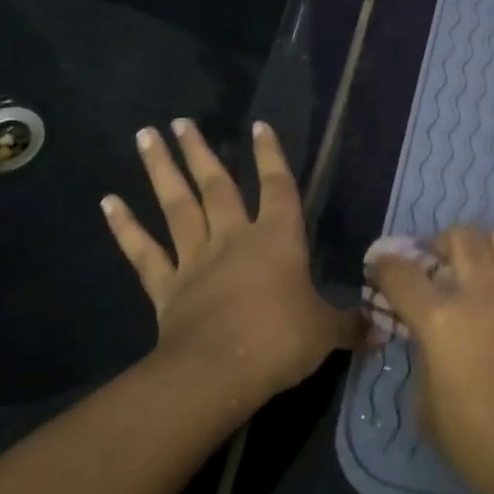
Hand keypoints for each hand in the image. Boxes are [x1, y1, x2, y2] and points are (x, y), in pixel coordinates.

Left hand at [102, 119, 361, 400]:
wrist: (220, 371)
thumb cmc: (280, 341)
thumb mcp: (326, 333)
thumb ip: (352, 325)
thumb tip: (384, 328)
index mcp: (277, 240)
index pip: (278, 188)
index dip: (271, 156)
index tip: (258, 126)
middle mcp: (233, 239)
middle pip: (216, 186)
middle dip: (200, 152)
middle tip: (181, 122)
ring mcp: (195, 260)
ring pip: (176, 206)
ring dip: (161, 170)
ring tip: (145, 136)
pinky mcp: (166, 286)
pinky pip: (143, 251)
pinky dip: (125, 227)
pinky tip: (108, 201)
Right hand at [369, 226, 493, 493]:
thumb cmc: (482, 446)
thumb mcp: (428, 411)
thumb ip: (424, 363)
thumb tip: (430, 342)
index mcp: (442, 320)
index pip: (401, 274)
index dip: (385, 266)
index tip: (382, 268)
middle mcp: (486, 293)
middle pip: (461, 237)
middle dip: (444, 243)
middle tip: (443, 262)